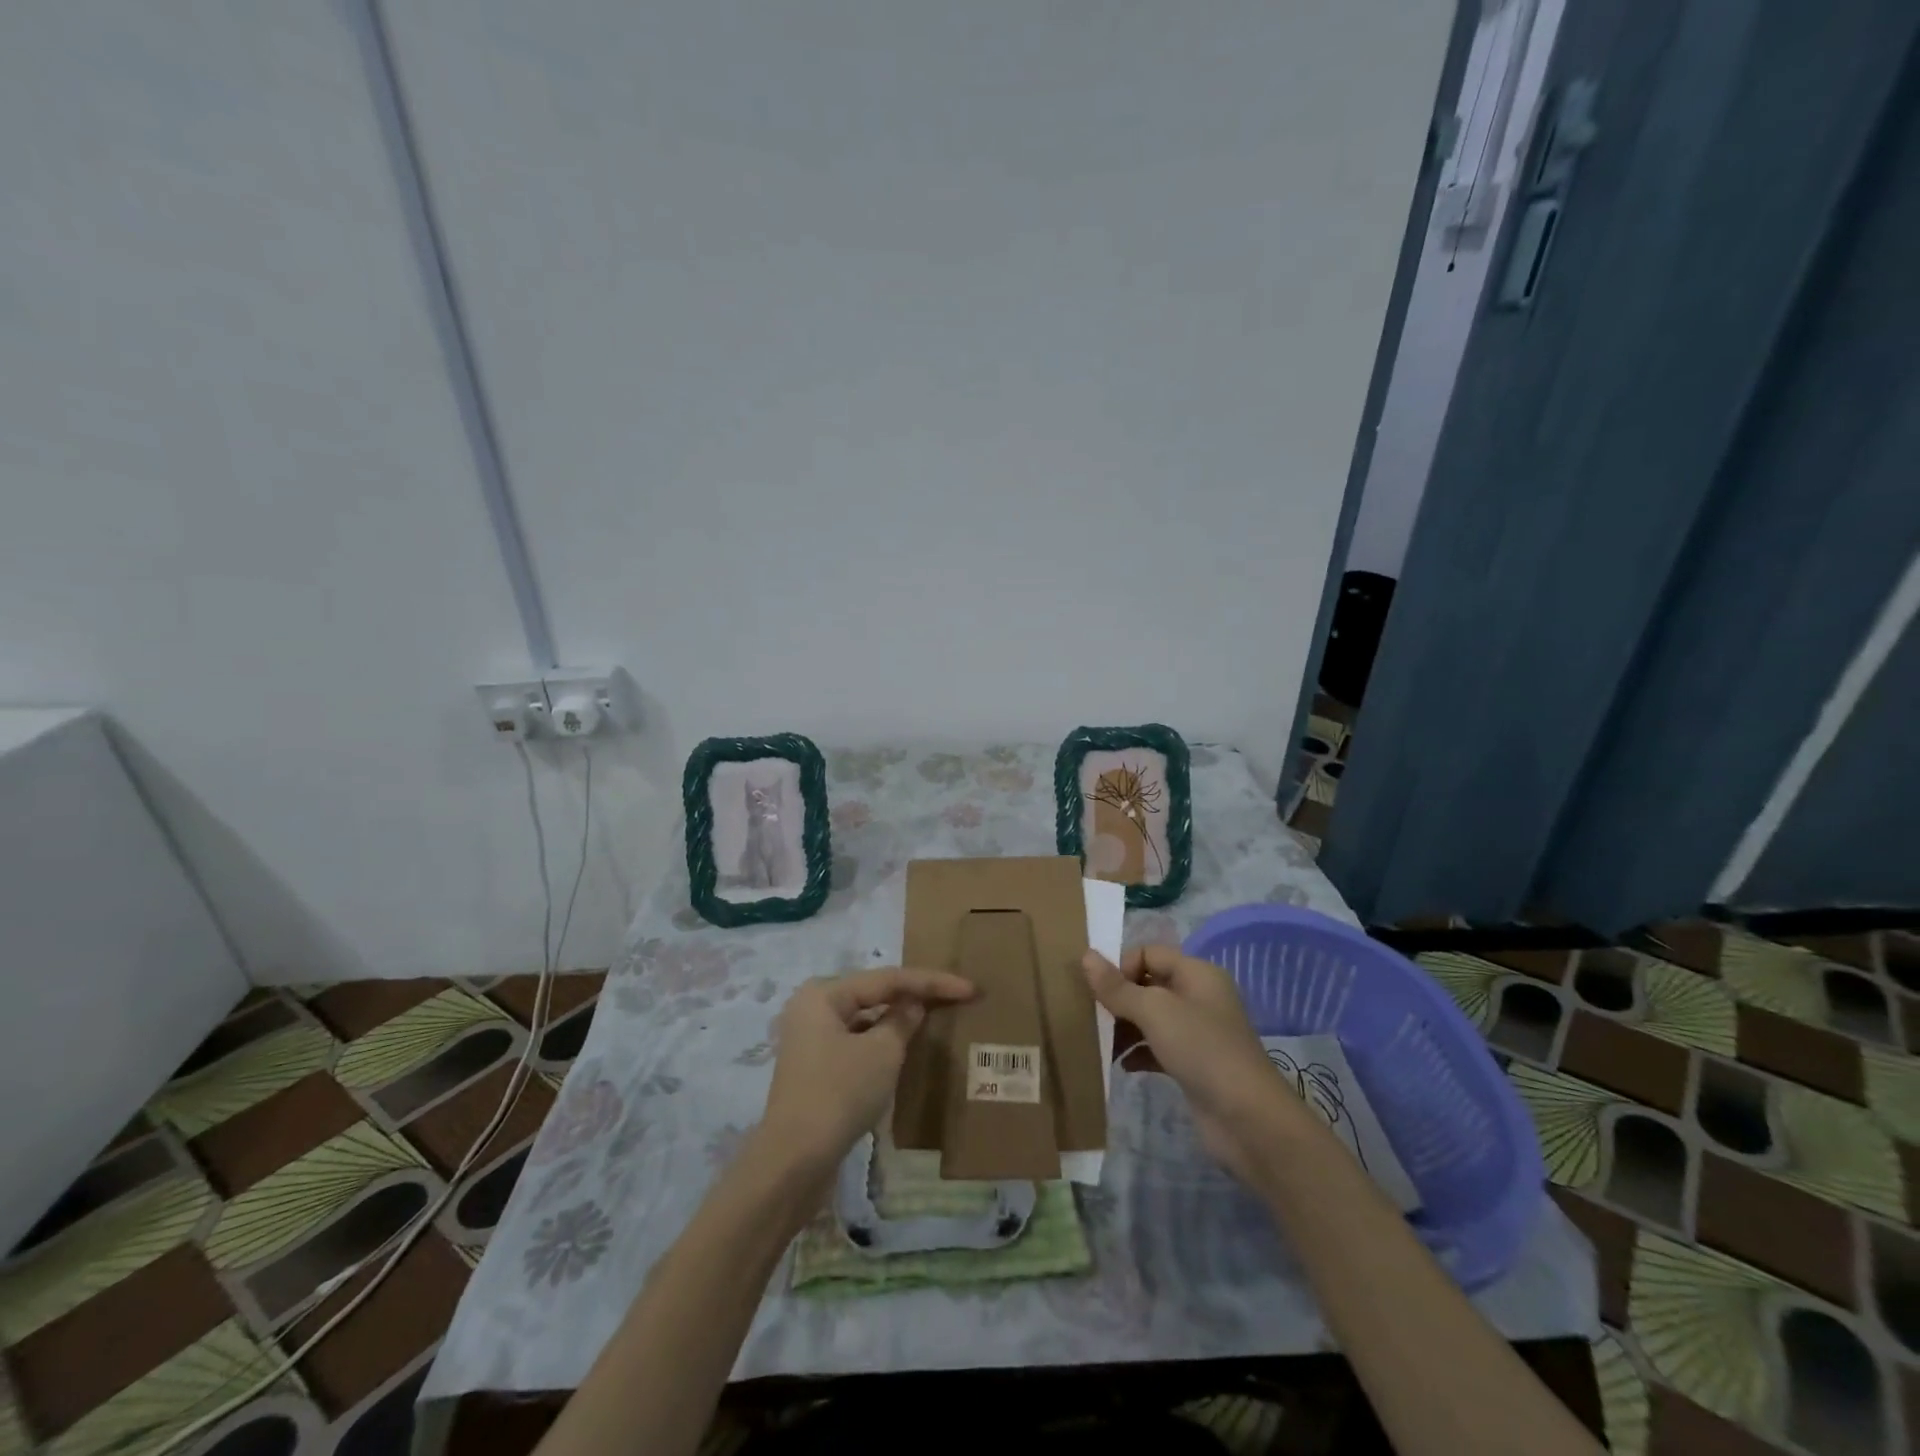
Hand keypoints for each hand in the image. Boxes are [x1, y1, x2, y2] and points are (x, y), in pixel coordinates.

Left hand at [757, 967, 974, 1182]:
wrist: (794, 1163)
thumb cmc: (839, 1094)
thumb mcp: (883, 1053)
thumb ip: (903, 1020)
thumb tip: (913, 1005)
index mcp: (823, 994)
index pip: (887, 978)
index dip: (932, 981)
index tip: (970, 988)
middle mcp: (812, 1008)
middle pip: (874, 993)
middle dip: (914, 995)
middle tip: (955, 996)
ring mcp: (810, 1040)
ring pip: (864, 1019)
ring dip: (898, 1019)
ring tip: (935, 1018)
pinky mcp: (815, 1068)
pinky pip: (856, 1042)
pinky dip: (881, 1042)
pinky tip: (905, 1049)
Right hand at [1084, 945, 1300, 1187]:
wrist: (1248, 1120)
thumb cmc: (1202, 1050)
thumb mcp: (1155, 1011)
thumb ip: (1117, 987)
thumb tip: (1085, 955)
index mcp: (1196, 973)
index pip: (1149, 953)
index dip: (1122, 967)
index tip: (1100, 993)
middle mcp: (1198, 996)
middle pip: (1148, 984)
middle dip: (1119, 998)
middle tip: (1094, 1017)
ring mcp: (1198, 1032)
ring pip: (1151, 1017)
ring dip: (1125, 1027)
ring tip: (1103, 1043)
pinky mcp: (1193, 1063)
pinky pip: (1157, 1046)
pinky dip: (1138, 1051)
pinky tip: (1123, 1065)